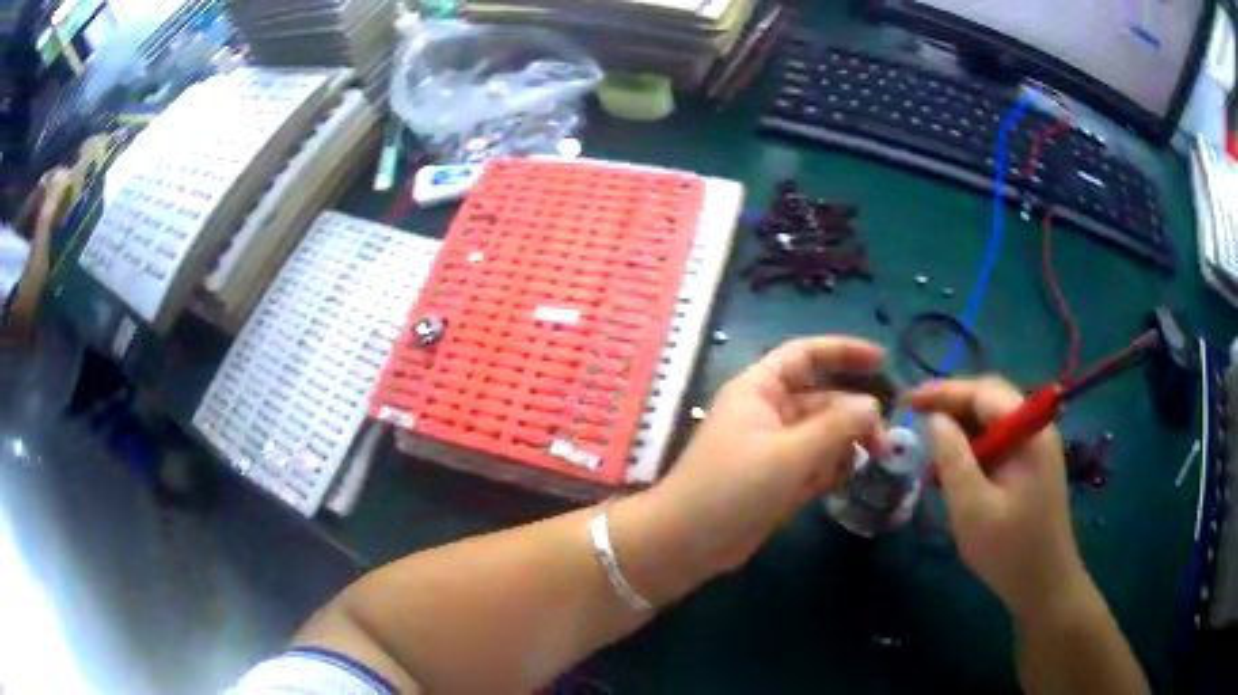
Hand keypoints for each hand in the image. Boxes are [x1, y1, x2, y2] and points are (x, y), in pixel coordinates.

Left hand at [637, 337, 885, 583]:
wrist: (687, 544)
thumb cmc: (733, 488)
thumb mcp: (790, 454)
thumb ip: (836, 426)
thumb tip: (872, 404)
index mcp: (759, 389)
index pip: (806, 355)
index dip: (844, 352)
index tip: (883, 360)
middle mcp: (767, 412)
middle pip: (822, 399)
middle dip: (854, 414)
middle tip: (884, 441)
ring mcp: (772, 448)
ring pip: (821, 434)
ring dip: (846, 444)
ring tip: (869, 461)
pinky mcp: (776, 480)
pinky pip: (813, 463)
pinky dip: (830, 468)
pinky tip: (842, 479)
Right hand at [907, 377, 1090, 619]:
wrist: (1044, 584)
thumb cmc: (1008, 549)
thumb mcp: (972, 508)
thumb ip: (952, 458)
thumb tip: (935, 419)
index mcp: (1028, 431)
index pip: (983, 392)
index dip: (944, 392)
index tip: (908, 401)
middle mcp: (1036, 428)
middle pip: (990, 399)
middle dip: (952, 404)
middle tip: (916, 417)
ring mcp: (1036, 446)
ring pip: (994, 419)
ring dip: (962, 426)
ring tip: (931, 444)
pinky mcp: (1031, 464)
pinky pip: (999, 440)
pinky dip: (974, 446)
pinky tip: (956, 466)